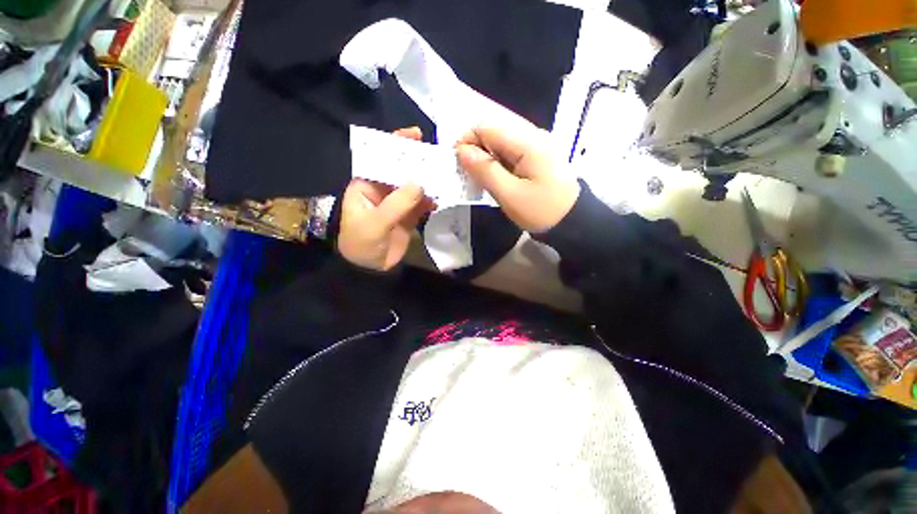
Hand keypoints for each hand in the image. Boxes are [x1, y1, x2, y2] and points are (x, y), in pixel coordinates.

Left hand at [338, 128, 432, 270]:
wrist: (370, 270)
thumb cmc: (362, 243)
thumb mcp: (375, 223)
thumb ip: (397, 204)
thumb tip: (420, 184)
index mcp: (366, 184)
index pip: (380, 158)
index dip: (396, 144)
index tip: (416, 134)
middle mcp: (383, 189)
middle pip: (401, 170)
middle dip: (418, 162)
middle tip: (438, 154)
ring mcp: (398, 202)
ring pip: (415, 186)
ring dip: (429, 180)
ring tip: (446, 172)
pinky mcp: (409, 215)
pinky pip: (422, 203)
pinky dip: (433, 199)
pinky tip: (444, 195)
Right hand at [455, 122, 579, 232]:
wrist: (573, 222)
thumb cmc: (541, 211)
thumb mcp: (510, 194)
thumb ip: (485, 170)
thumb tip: (462, 151)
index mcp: (528, 142)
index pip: (488, 126)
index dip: (467, 140)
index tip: (457, 163)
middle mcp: (534, 135)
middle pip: (494, 131)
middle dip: (475, 149)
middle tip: (467, 173)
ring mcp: (537, 145)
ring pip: (501, 141)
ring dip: (486, 156)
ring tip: (479, 177)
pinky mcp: (538, 156)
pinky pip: (511, 151)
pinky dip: (497, 162)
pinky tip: (494, 177)